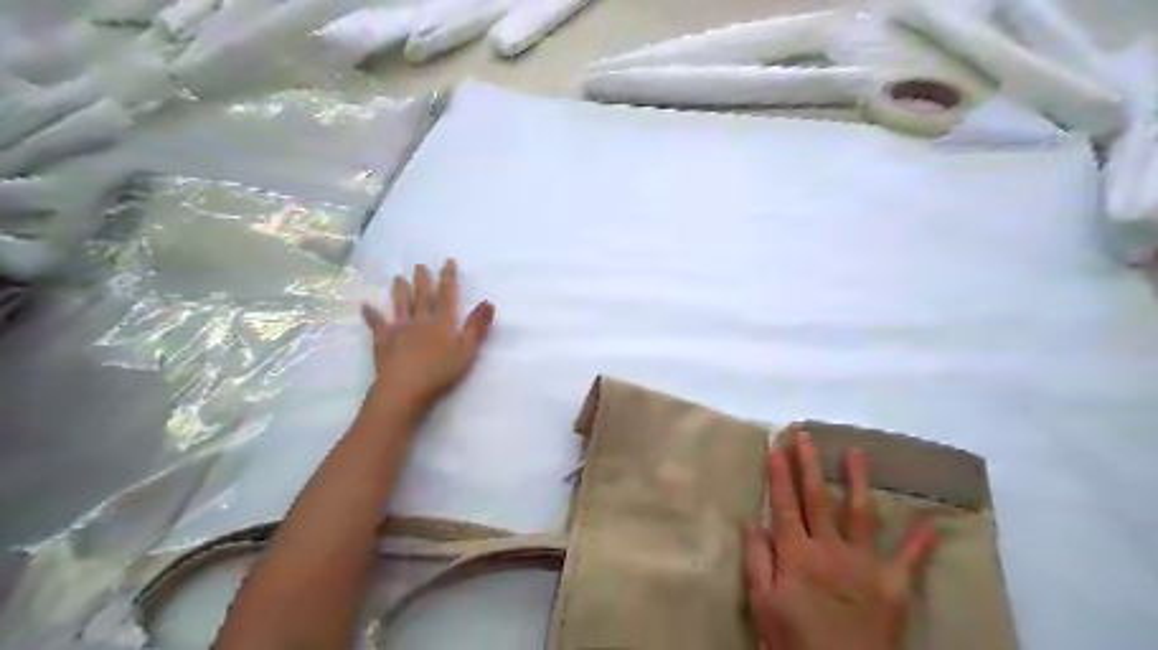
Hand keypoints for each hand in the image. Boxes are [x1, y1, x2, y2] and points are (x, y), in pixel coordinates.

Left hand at [362, 258, 489, 415]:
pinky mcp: (383, 341)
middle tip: (419, 265)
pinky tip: (365, 306)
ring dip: (400, 291)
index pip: (447, 296)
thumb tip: (488, 301)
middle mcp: (420, 320)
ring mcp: (399, 329)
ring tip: (399, 278)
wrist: (405, 388)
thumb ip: (477, 326)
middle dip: (423, 280)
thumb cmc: (440, 372)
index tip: (448, 262)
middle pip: (422, 296)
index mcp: (442, 323)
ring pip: (400, 305)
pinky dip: (371, 315)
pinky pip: (377, 324)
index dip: (448, 278)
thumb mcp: (467, 350)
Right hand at [741, 433, 938, 649]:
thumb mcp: (762, 604)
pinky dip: (921, 541)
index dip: (779, 474)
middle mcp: (831, 549)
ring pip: (860, 513)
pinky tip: (932, 521)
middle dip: (809, 464)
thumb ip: (756, 560)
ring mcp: (865, 565)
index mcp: (796, 553)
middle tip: (806, 436)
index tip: (776, 446)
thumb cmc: (793, 643)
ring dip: (858, 480)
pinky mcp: (893, 586)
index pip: (784, 504)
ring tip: (857, 452)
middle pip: (818, 498)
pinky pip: (911, 559)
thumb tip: (751, 520)